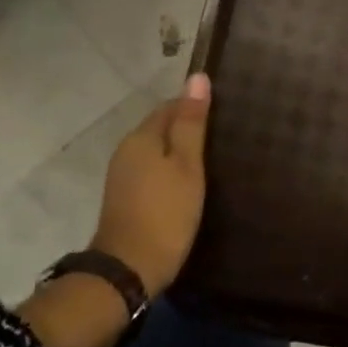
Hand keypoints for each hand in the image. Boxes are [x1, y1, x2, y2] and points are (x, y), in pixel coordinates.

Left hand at [91, 72, 212, 295]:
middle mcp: (126, 150)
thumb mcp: (187, 165)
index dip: (196, 106)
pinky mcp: (126, 197)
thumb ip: (191, 123)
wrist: (129, 269)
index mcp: (141, 136)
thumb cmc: (166, 213)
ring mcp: (123, 175)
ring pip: (156, 150)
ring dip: (179, 151)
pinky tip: (189, 183)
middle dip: (188, 128)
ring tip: (212, 159)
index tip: (225, 115)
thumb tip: (197, 77)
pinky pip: (152, 170)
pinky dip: (170, 170)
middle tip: (224, 138)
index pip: (170, 105)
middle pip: (161, 127)